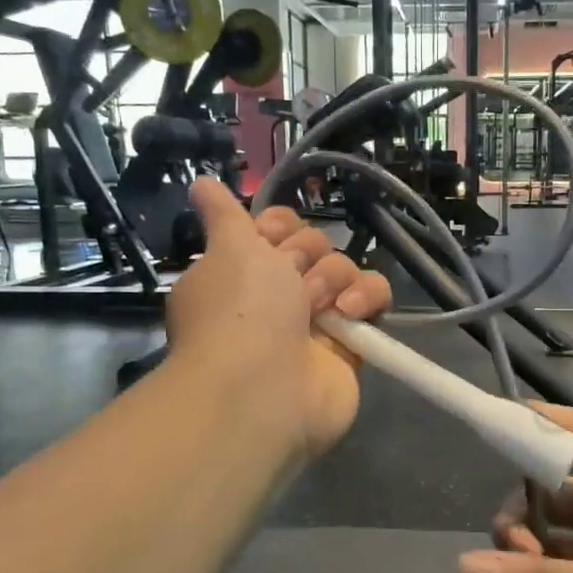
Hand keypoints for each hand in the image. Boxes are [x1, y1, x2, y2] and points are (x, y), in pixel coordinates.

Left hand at [164, 178, 392, 458]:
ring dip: (335, 278)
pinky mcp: (351, 343)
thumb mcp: (229, 250)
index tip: (271, 236)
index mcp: (242, 272)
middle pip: (313, 245)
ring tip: (321, 306)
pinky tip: (351, 312)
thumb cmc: (240, 312)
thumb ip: (224, 215)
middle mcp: (278, 295)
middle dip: (307, 256)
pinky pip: (373, 300)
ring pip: (345, 269)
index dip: (279, 226)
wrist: (262, 391)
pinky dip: (367, 298)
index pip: (275, 228)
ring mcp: (316, 320)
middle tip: (294, 283)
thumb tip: (199, 182)